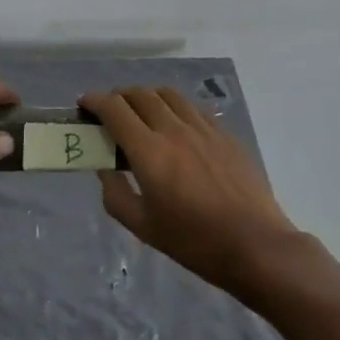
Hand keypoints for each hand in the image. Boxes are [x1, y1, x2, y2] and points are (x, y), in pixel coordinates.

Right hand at [82, 86, 297, 295]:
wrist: (255, 245)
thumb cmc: (194, 241)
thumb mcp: (144, 227)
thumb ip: (116, 194)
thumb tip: (105, 169)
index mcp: (149, 151)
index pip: (115, 109)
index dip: (95, 101)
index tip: (84, 104)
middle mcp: (173, 129)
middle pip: (139, 94)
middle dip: (118, 96)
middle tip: (110, 110)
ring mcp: (202, 127)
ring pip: (168, 94)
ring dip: (147, 96)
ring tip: (142, 111)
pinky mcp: (224, 133)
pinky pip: (193, 107)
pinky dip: (175, 107)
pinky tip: (176, 125)